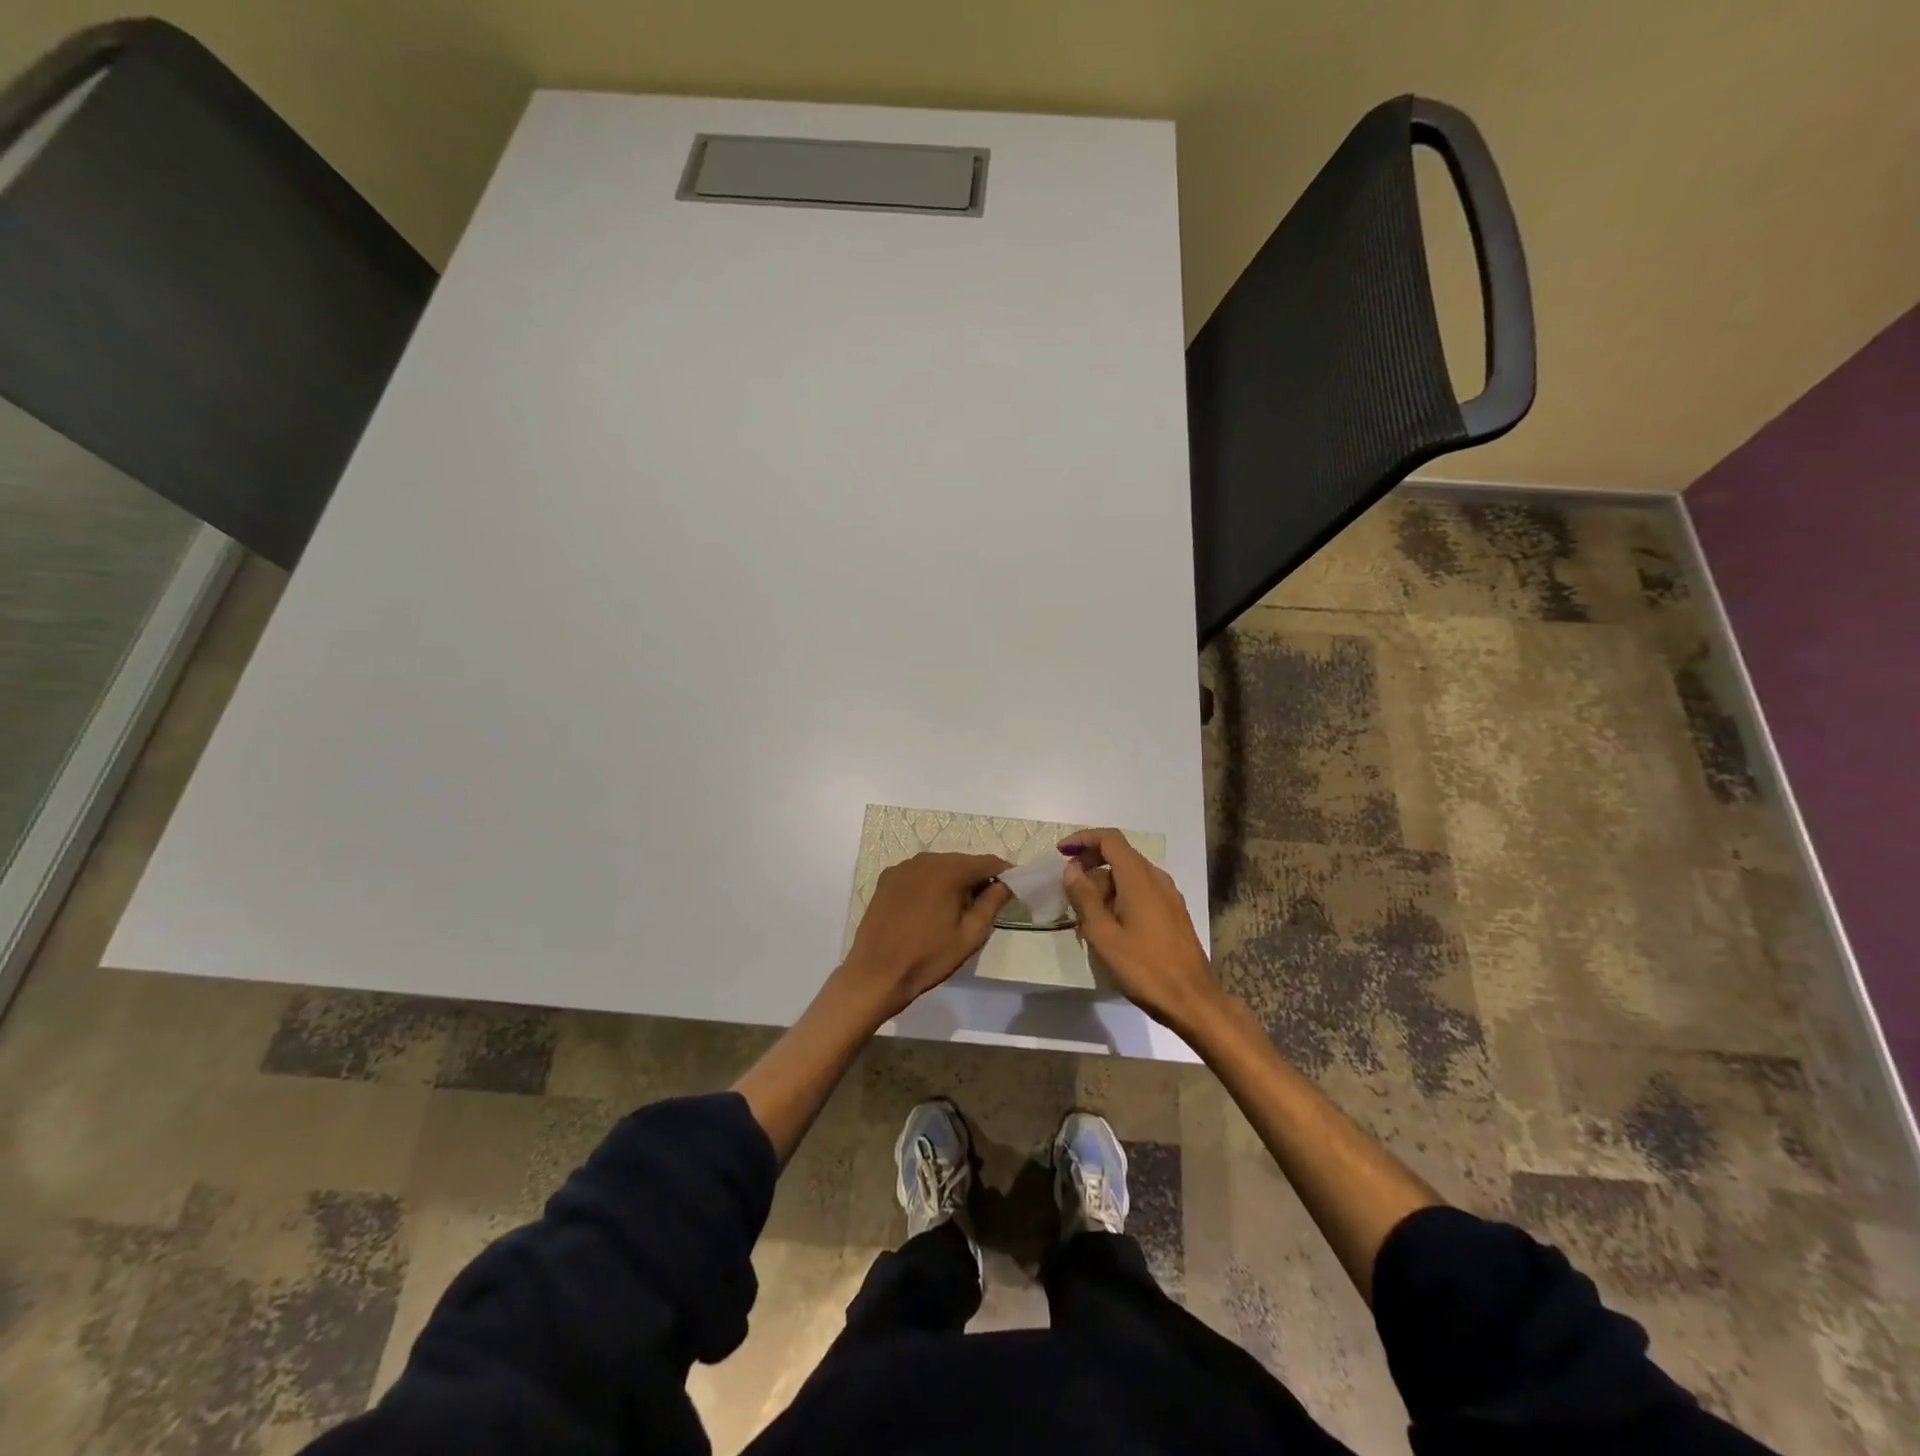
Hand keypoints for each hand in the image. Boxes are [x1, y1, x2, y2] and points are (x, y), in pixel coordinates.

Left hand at [839, 853, 1012, 1019]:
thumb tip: (1006, 884)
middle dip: (978, 877)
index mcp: (948, 871)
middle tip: (987, 902)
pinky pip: (918, 873)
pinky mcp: (887, 879)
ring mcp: (902, 867)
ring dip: (953, 879)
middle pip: (962, 861)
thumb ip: (992, 904)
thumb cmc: (928, 958)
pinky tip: (930, 906)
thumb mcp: (969, 936)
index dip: (1004, 872)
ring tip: (958, 906)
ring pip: (939, 865)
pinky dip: (931, 882)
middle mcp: (925, 860)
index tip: (1014, 887)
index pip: (987, 862)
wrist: (876, 974)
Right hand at [1060, 828, 1219, 1029]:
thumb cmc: (1144, 967)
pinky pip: (1142, 890)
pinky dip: (1121, 895)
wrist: (1192, 1000)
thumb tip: (1071, 869)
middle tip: (1069, 885)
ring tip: (1085, 912)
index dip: (1083, 839)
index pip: (1109, 839)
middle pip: (1120, 854)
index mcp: (1139, 877)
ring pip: (1131, 874)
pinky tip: (1110, 923)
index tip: (1061, 853)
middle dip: (1091, 863)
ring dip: (1105, 883)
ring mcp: (1169, 895)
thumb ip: (1084, 897)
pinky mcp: (1174, 913)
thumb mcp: (1103, 934)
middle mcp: (1157, 878)